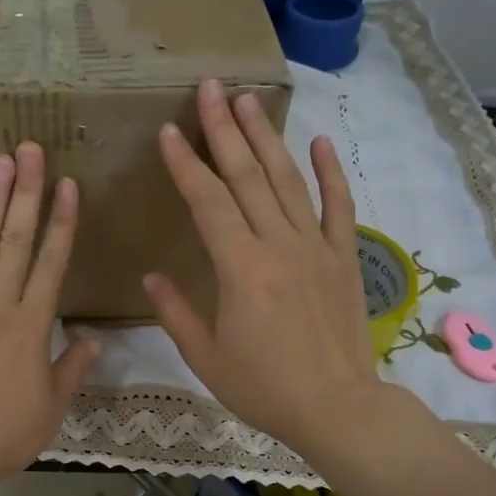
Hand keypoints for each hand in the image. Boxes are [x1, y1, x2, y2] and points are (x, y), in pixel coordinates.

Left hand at [0, 142, 98, 488]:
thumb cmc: (6, 434)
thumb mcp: (52, 406)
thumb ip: (72, 368)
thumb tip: (93, 340)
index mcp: (32, 326)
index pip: (52, 263)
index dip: (62, 222)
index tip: (69, 184)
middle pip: (16, 241)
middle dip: (27, 193)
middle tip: (31, 150)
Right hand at [145, 79, 381, 457]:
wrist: (337, 408)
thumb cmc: (264, 388)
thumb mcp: (206, 358)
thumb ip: (175, 312)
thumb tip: (152, 276)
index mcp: (240, 269)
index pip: (208, 202)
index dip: (186, 164)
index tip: (170, 131)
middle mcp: (279, 245)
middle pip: (248, 176)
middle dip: (225, 129)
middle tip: (210, 87)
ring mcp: (316, 248)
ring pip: (289, 181)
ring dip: (267, 138)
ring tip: (249, 100)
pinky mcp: (344, 258)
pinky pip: (338, 207)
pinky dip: (330, 173)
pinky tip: (317, 143)